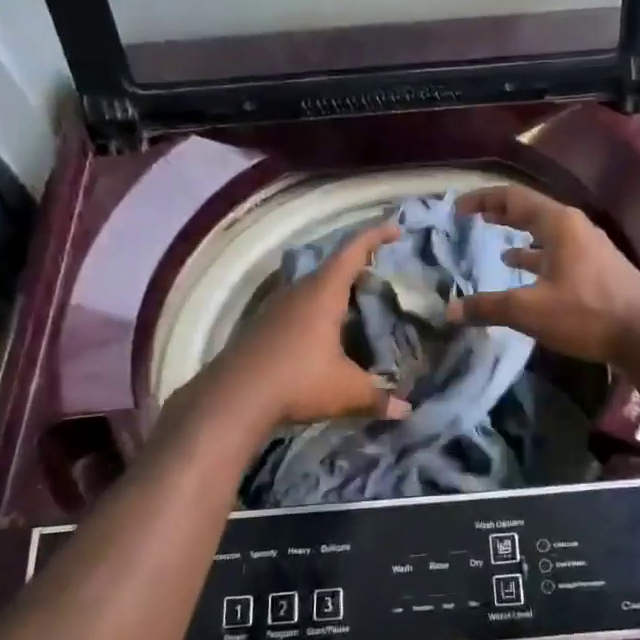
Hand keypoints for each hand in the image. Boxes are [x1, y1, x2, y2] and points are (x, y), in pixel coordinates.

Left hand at [217, 223, 412, 426]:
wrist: (233, 398)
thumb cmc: (298, 382)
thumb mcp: (346, 391)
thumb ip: (378, 397)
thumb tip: (406, 410)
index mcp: (324, 293)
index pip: (353, 252)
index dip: (375, 236)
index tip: (395, 229)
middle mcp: (299, 291)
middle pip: (333, 268)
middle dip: (359, 268)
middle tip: (383, 278)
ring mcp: (277, 307)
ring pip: (313, 288)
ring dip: (336, 292)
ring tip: (358, 306)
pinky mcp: (263, 325)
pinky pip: (298, 306)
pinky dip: (318, 311)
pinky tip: (326, 335)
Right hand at [446, 186, 639, 366]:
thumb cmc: (587, 313)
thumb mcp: (530, 310)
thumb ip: (489, 307)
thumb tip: (451, 310)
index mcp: (558, 224)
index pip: (513, 198)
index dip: (483, 200)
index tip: (458, 209)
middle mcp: (575, 227)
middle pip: (532, 211)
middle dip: (501, 214)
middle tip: (475, 218)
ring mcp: (590, 248)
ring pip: (547, 233)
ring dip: (521, 236)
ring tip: (498, 246)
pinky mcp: (599, 269)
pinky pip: (559, 253)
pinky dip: (538, 257)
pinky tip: (527, 272)